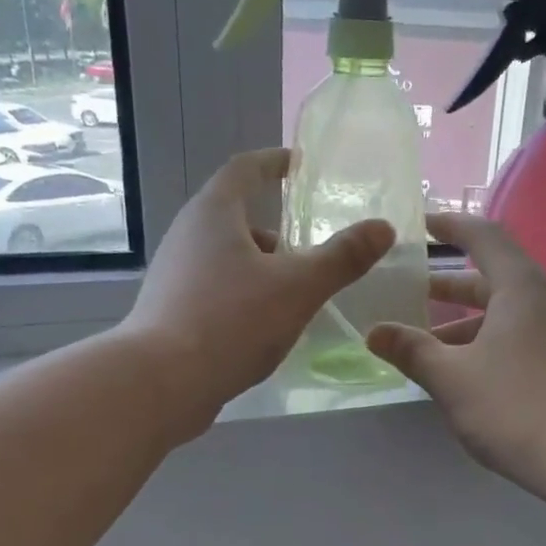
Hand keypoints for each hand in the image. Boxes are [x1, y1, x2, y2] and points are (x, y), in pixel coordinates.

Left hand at [121, 148, 394, 438]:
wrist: (162, 382)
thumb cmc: (231, 322)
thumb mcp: (298, 288)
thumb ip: (342, 258)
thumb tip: (383, 228)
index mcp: (214, 214)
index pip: (245, 169)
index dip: (275, 163)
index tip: (300, 165)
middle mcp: (187, 235)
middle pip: (236, 218)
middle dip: (277, 231)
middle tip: (310, 250)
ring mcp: (175, 275)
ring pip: (227, 259)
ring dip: (262, 268)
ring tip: (295, 295)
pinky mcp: (171, 311)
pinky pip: (216, 290)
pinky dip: (245, 296)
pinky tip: (264, 327)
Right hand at [366, 213, 545, 491]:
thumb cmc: (514, 406)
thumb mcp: (451, 378)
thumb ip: (411, 350)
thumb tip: (374, 332)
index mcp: (522, 288)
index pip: (485, 238)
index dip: (452, 227)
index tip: (424, 225)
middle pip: (494, 278)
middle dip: (450, 285)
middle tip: (412, 291)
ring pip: (506, 313)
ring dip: (465, 322)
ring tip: (427, 343)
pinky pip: (521, 336)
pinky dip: (488, 342)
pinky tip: (464, 371)